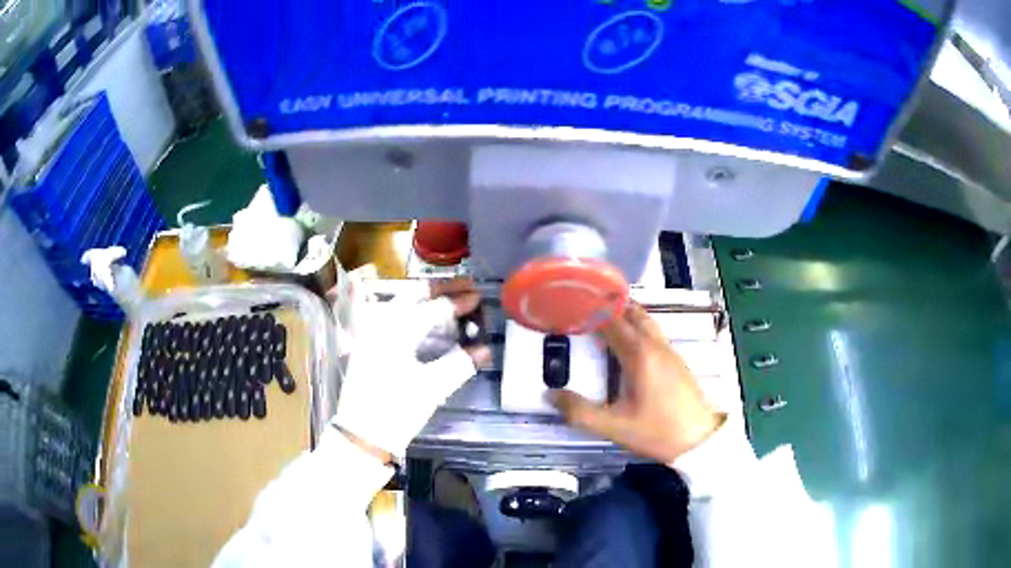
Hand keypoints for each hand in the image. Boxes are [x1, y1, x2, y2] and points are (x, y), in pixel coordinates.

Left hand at [334, 279, 490, 459]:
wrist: (362, 436)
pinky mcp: (367, 346)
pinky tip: (424, 318)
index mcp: (395, 332)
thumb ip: (459, 364)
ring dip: (425, 297)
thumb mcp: (431, 389)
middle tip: (466, 285)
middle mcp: (379, 325)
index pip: (432, 308)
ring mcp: (370, 334)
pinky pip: (391, 317)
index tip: (478, 296)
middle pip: (412, 295)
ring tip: (448, 296)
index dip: (458, 301)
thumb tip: (483, 349)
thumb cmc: (396, 411)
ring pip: (399, 303)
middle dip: (440, 289)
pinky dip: (411, 311)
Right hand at [550, 303, 723, 463]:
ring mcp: (669, 350)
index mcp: (638, 355)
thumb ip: (580, 412)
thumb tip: (550, 395)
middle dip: (608, 304)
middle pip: (631, 312)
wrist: (700, 439)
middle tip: (584, 304)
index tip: (571, 301)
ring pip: (645, 320)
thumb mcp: (614, 427)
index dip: (591, 309)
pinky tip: (627, 342)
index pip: (611, 320)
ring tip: (602, 316)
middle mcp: (654, 345)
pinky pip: (652, 331)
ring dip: (624, 313)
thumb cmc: (657, 431)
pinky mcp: (676, 360)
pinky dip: (636, 325)